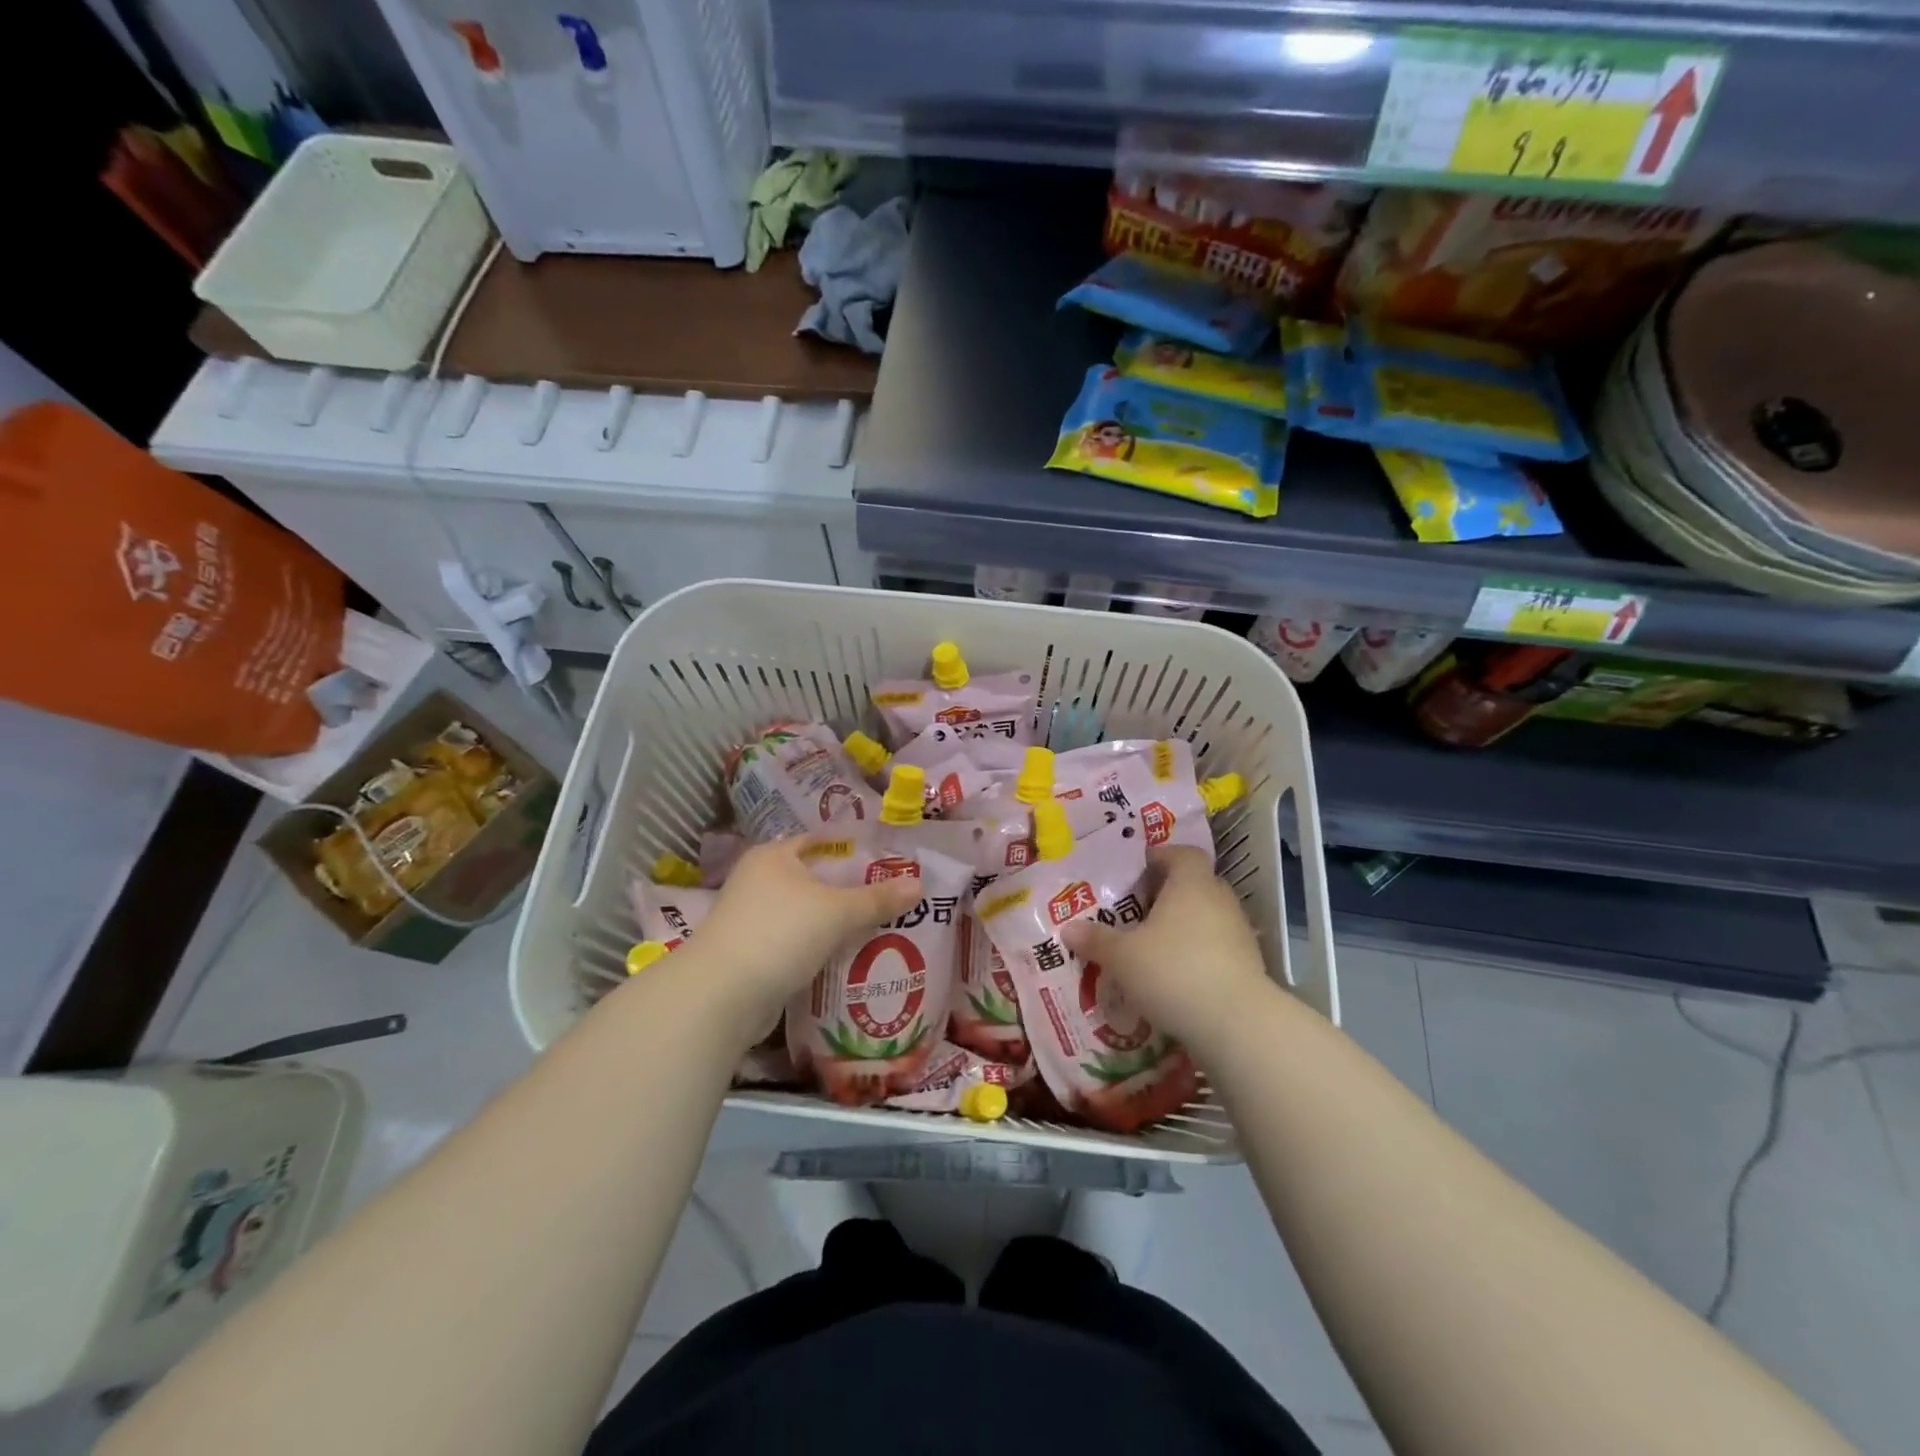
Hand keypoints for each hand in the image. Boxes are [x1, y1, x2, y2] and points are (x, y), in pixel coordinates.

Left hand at [674, 835, 922, 1038]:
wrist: (721, 997)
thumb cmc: (780, 933)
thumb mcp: (837, 912)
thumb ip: (878, 898)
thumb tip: (919, 884)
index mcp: (774, 856)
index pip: (822, 842)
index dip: (856, 850)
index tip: (890, 864)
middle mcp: (759, 880)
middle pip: (816, 880)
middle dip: (851, 891)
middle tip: (893, 899)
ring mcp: (753, 918)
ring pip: (807, 914)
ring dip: (836, 924)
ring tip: (881, 930)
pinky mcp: (753, 953)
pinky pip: (797, 943)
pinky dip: (819, 948)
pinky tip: (849, 959)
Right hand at [1060, 845, 1270, 1052]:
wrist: (1237, 1024)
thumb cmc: (1173, 971)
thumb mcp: (1122, 956)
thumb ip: (1096, 940)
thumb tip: (1068, 929)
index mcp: (1191, 883)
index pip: (1182, 853)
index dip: (1160, 857)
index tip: (1137, 871)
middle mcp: (1219, 899)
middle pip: (1194, 884)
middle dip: (1166, 894)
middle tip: (1136, 911)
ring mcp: (1239, 933)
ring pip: (1206, 917)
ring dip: (1182, 927)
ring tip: (1152, 947)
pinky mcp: (1248, 965)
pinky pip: (1216, 948)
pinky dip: (1197, 954)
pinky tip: (1175, 977)